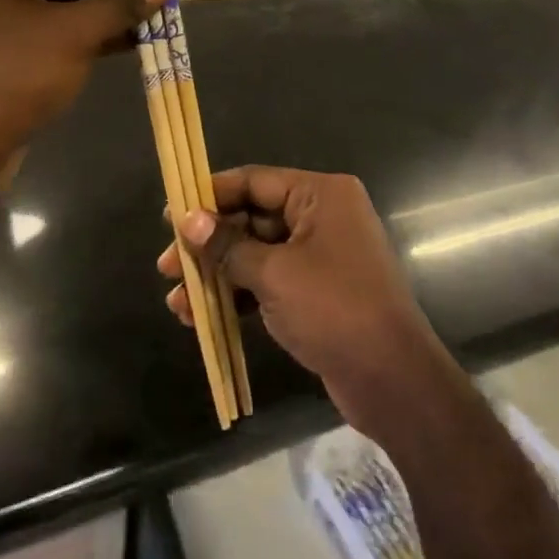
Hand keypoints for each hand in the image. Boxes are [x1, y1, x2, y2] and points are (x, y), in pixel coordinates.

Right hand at [157, 167, 455, 434]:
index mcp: (321, 194)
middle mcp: (323, 215)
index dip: (210, 196)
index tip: (170, 213)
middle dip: (209, 243)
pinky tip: (203, 316)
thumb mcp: (274, 273)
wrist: (391, 377)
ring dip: (218, 274)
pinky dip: (239, 296)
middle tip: (167, 267)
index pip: (255, 181)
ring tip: (177, 301)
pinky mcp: (317, 291)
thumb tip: (188, 220)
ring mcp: (321, 255)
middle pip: (253, 218)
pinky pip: (270, 281)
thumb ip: (228, 245)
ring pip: (257, 253)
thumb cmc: (333, 308)